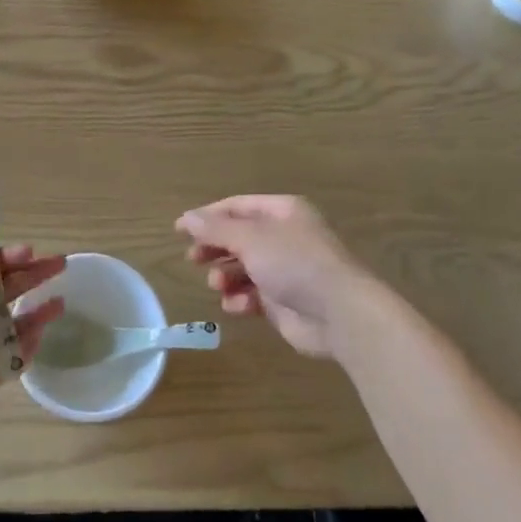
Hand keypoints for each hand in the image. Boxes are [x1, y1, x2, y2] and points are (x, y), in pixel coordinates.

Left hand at [0, 248, 65, 442]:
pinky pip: (5, 364)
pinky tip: (40, 336)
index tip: (34, 253)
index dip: (8, 260)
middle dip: (28, 280)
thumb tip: (1, 261)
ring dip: (32, 316)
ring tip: (59, 304)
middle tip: (59, 267)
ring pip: (6, 330)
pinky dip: (23, 351)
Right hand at [177, 196, 381, 357]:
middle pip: (238, 237)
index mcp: (282, 212)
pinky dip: (241, 299)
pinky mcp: (285, 301)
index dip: (207, 217)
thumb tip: (186, 218)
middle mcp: (284, 237)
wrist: (340, 314)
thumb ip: (216, 229)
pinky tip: (236, 305)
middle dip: (215, 248)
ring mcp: (285, 270)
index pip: (236, 207)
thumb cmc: (295, 263)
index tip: (179, 230)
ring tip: (217, 285)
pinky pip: (253, 295)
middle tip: (193, 259)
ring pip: (243, 268)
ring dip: (225, 276)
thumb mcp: (250, 239)